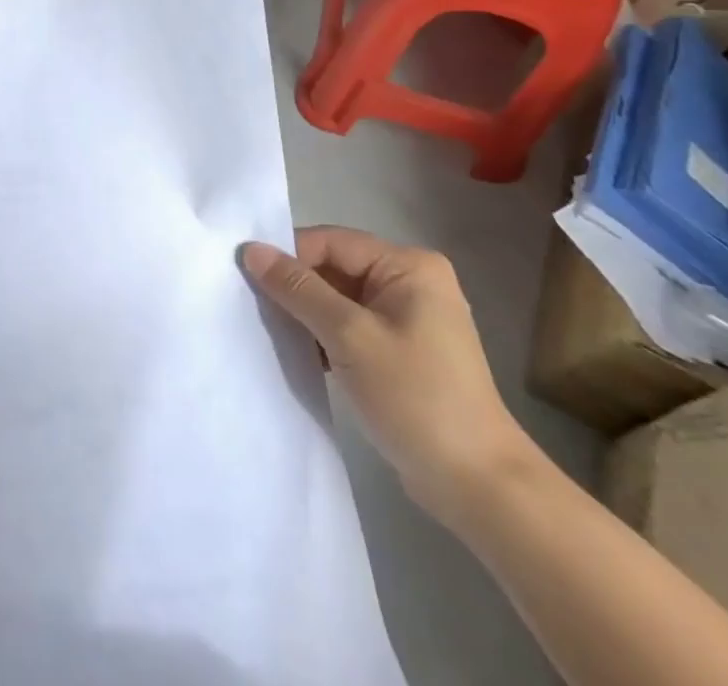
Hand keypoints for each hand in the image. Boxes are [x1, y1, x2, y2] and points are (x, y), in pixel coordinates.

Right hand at [242, 227, 535, 524]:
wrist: (479, 486)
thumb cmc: (416, 398)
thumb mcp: (349, 336)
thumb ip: (298, 289)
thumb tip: (251, 249)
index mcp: (408, 265)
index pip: (331, 242)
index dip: (289, 256)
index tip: (248, 279)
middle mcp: (411, 281)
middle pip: (335, 267)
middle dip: (297, 287)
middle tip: (255, 307)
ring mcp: (409, 317)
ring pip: (339, 298)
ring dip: (308, 314)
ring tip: (274, 332)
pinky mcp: (402, 349)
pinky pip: (351, 325)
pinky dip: (325, 335)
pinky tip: (303, 354)